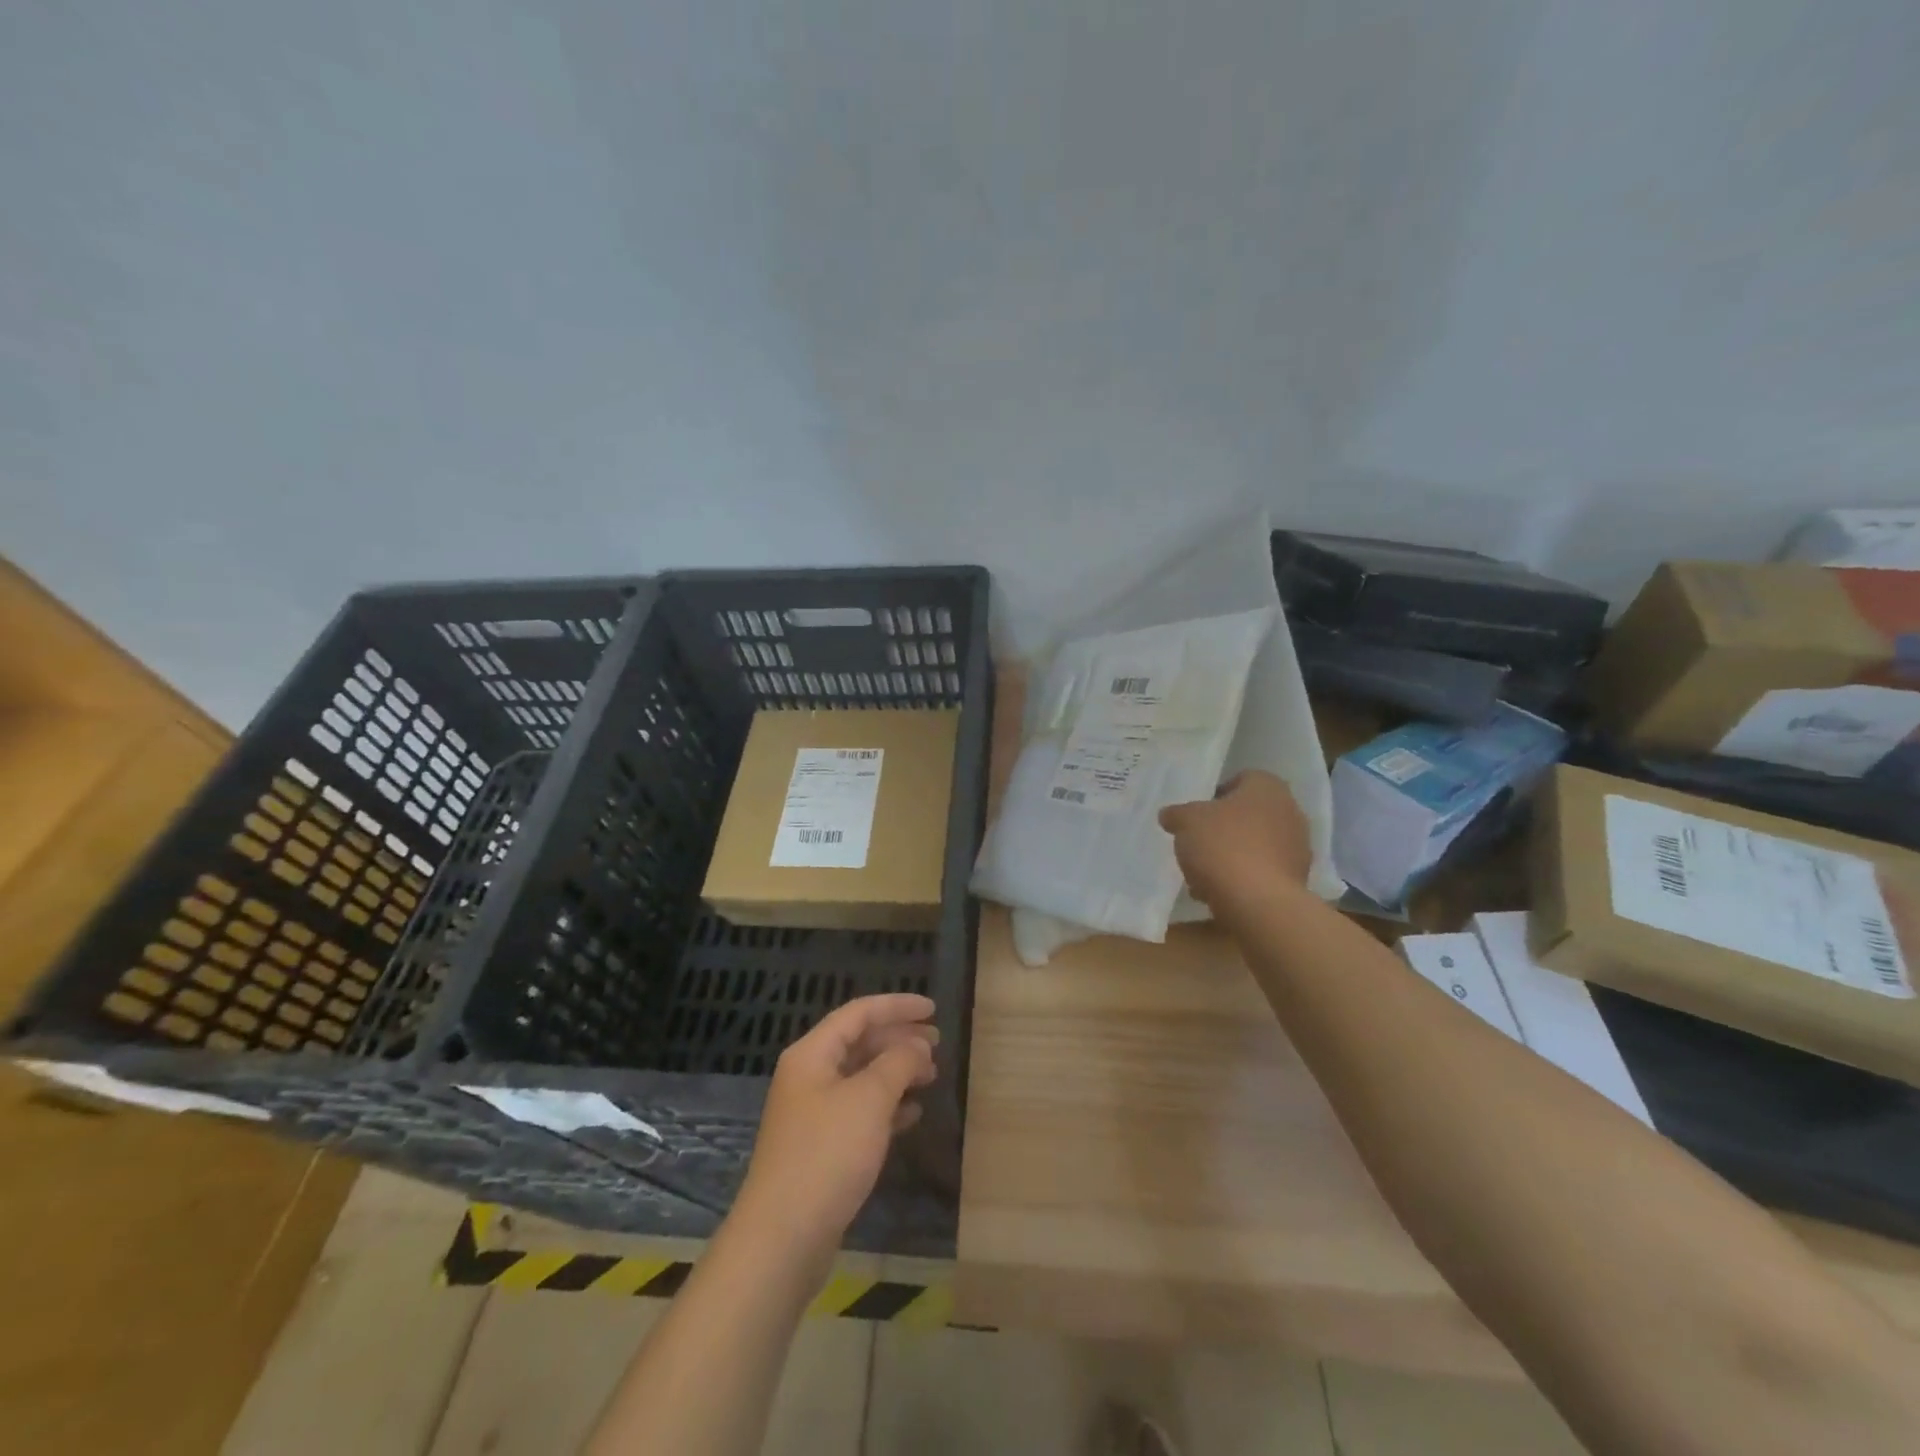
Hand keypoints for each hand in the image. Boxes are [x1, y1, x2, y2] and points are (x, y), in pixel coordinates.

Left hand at [731, 993, 937, 1261]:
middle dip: (899, 1039)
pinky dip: (887, 1106)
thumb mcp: (869, 1100)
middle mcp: (809, 1076)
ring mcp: (813, 1113)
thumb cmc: (827, 1155)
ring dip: (896, 1072)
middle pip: (859, 1042)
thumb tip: (917, 1046)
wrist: (783, 1237)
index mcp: (812, 1054)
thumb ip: (898, 1063)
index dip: (897, 1006)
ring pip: (861, 1077)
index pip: (859, 1013)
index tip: (933, 1010)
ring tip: (931, 1076)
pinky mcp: (821, 1147)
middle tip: (937, 1044)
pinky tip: (912, 1114)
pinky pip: (859, 1111)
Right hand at [1158, 770, 1312, 907]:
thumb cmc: (1223, 846)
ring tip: (1201, 876)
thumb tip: (1169, 815)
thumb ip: (1177, 814)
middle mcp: (1290, 812)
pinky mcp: (1296, 881)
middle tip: (1197, 844)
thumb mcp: (1186, 822)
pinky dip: (1242, 879)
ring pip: (1255, 846)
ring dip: (1231, 856)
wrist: (1259, 903)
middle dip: (1223, 829)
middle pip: (1249, 815)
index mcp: (1268, 788)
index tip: (1196, 815)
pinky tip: (1218, 893)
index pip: (1241, 779)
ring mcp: (1297, 848)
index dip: (1216, 796)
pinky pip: (1262, 872)